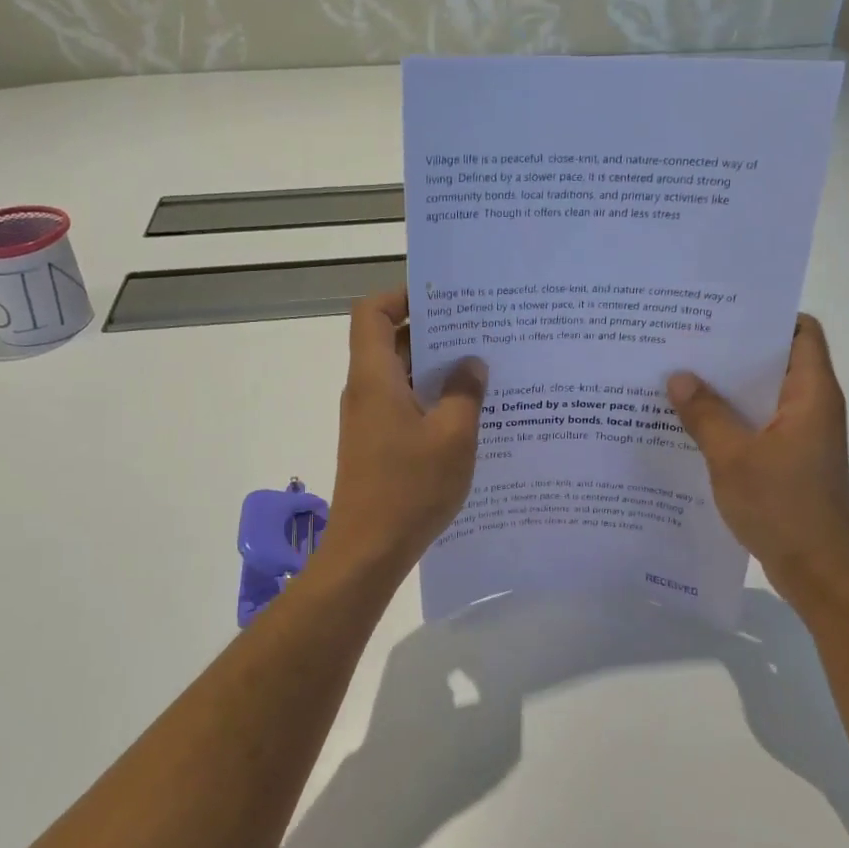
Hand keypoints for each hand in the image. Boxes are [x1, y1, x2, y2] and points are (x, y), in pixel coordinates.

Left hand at [321, 289, 486, 575]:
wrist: (368, 552)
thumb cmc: (409, 489)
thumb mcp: (453, 437)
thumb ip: (464, 393)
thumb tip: (471, 363)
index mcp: (374, 377)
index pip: (372, 313)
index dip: (402, 295)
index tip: (444, 297)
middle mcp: (365, 391)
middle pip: (390, 341)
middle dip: (433, 330)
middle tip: (480, 329)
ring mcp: (369, 420)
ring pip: (401, 376)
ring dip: (436, 369)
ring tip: (483, 367)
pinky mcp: (377, 445)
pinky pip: (404, 405)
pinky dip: (431, 399)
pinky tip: (468, 413)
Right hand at [667, 314, 848, 609]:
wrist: (818, 572)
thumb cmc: (783, 508)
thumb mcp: (733, 458)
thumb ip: (705, 415)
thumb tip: (679, 376)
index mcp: (812, 395)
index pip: (802, 332)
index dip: (768, 316)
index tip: (720, 313)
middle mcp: (812, 407)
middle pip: (778, 360)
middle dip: (734, 350)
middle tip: (684, 342)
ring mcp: (802, 435)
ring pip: (764, 395)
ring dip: (728, 388)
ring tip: (679, 378)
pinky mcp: (790, 460)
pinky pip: (758, 424)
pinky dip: (731, 418)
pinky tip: (692, 424)